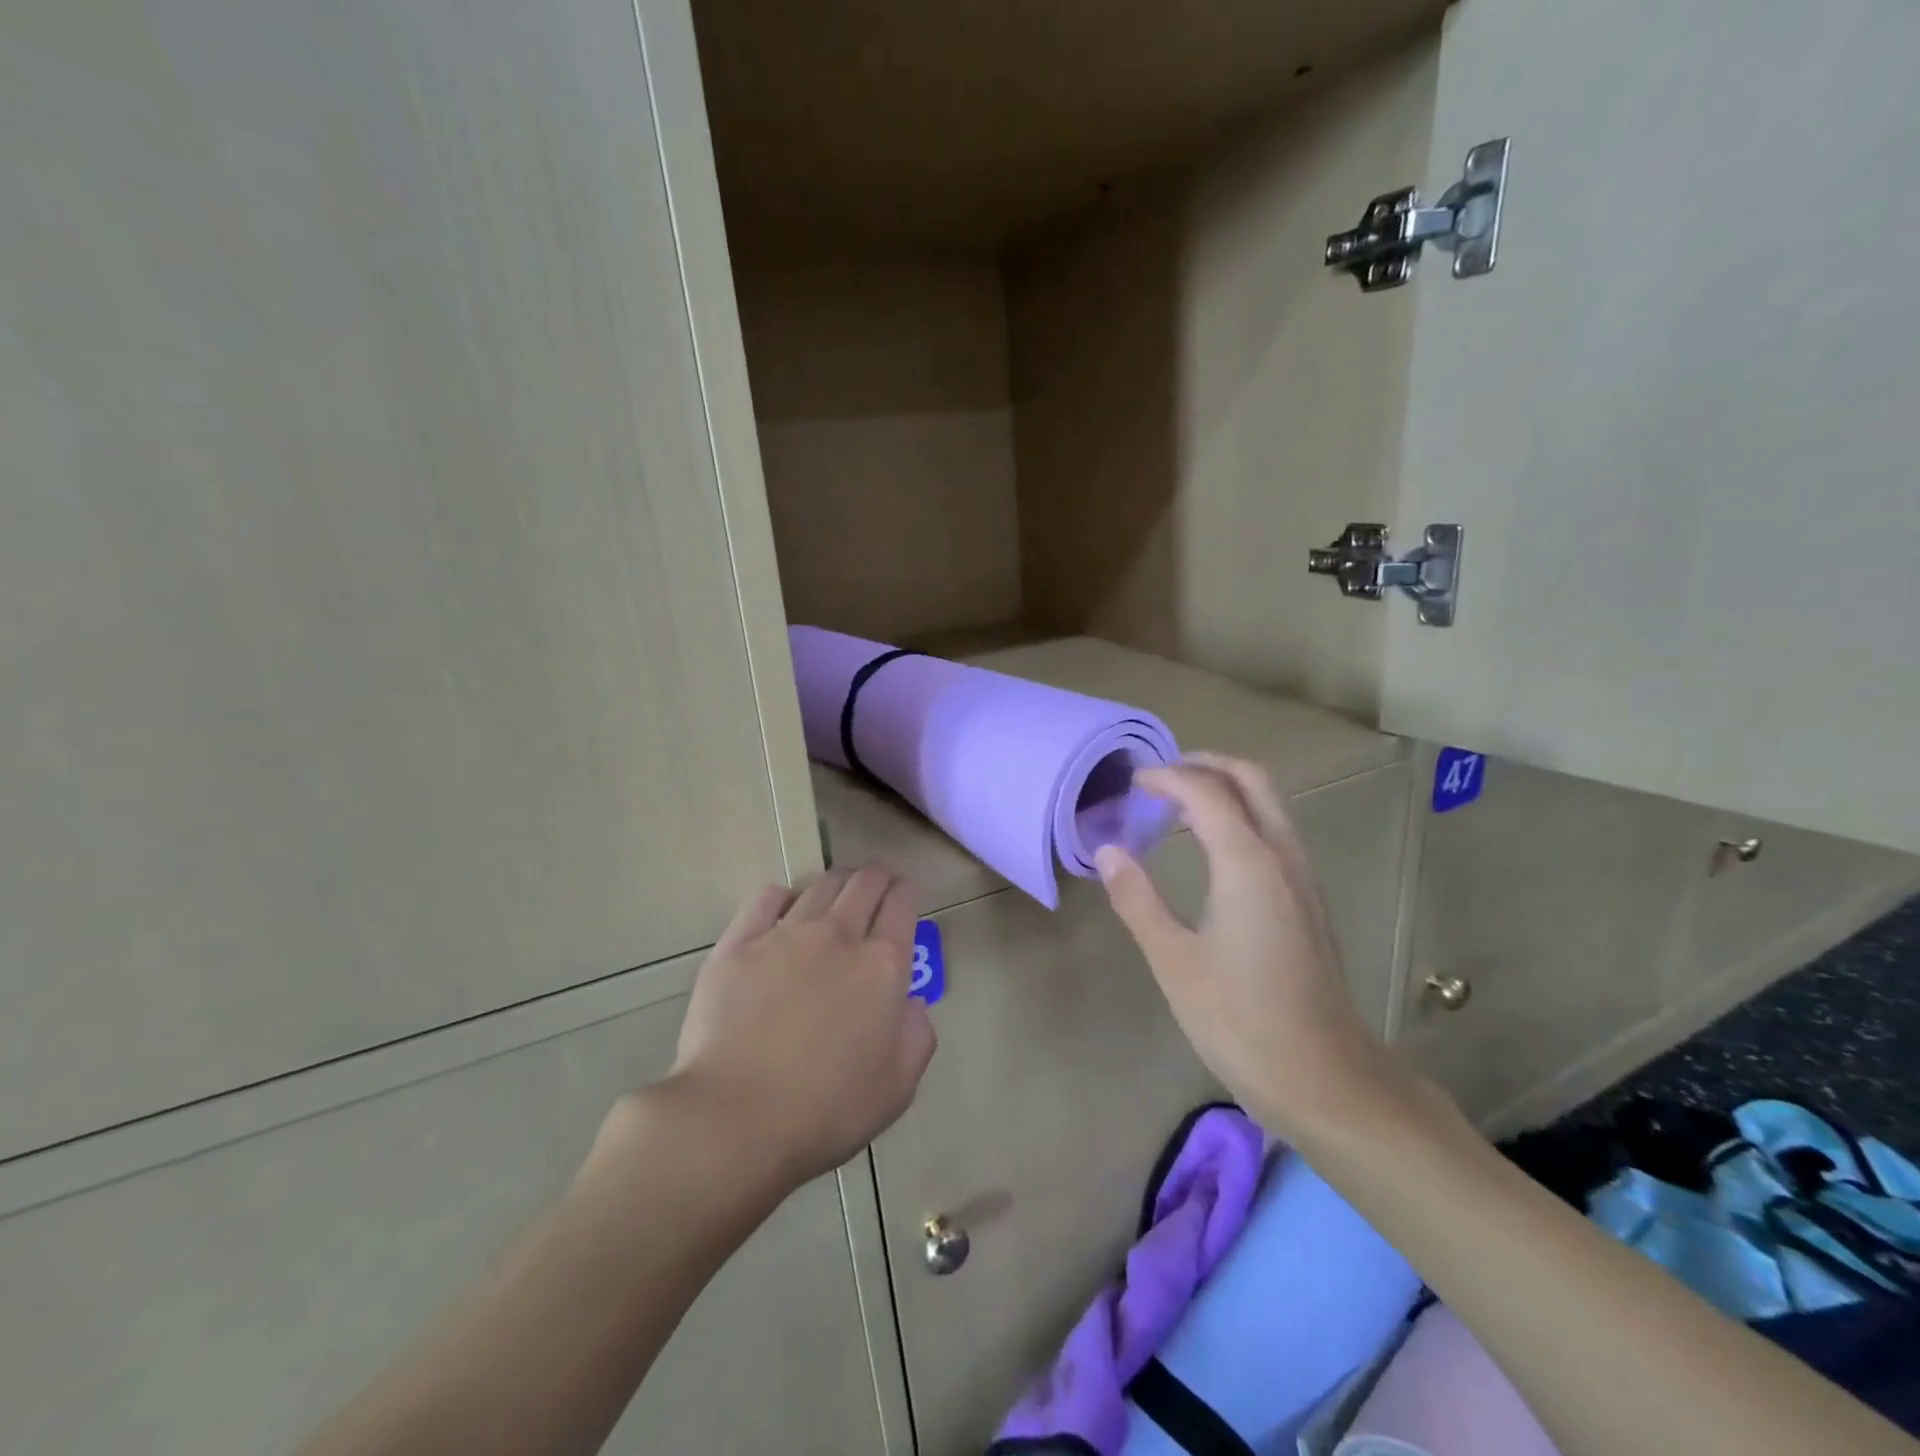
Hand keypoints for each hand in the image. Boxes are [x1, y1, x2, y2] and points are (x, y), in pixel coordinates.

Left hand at [652, 865, 936, 1186]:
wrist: (733, 1118)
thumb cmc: (825, 1110)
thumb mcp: (897, 1087)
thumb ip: (917, 1036)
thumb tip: (912, 1003)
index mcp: (882, 966)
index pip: (901, 906)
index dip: (906, 891)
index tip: (905, 890)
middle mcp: (837, 936)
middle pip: (863, 884)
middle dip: (876, 877)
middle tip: (877, 882)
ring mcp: (784, 935)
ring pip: (818, 886)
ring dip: (835, 883)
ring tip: (835, 891)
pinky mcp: (738, 944)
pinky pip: (765, 899)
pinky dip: (783, 895)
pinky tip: (784, 903)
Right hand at [1095, 753, 1414, 1139]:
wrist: (1326, 1078)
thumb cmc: (1241, 1021)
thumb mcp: (1174, 962)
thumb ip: (1138, 900)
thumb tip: (1108, 851)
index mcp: (1248, 864)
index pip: (1205, 793)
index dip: (1166, 777)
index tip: (1131, 783)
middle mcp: (1282, 857)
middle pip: (1250, 779)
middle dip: (1204, 764)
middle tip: (1160, 776)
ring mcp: (1303, 877)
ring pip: (1269, 802)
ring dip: (1225, 787)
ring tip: (1177, 802)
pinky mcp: (1309, 900)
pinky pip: (1275, 829)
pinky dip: (1240, 814)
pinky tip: (1211, 845)